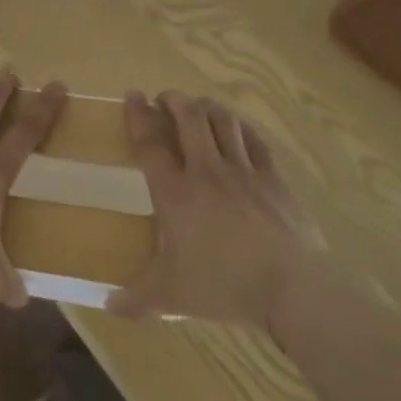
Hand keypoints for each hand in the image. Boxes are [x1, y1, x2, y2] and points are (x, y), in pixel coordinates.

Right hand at [106, 90, 321, 328]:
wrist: (293, 288)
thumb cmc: (224, 286)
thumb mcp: (172, 297)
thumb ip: (137, 299)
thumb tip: (108, 305)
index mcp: (175, 193)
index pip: (150, 143)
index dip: (138, 115)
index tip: (132, 95)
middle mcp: (206, 171)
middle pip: (188, 117)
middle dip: (174, 100)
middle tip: (166, 99)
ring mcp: (244, 171)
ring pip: (223, 121)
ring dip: (207, 107)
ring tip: (199, 107)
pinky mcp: (274, 178)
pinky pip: (255, 140)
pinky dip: (241, 127)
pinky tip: (237, 128)